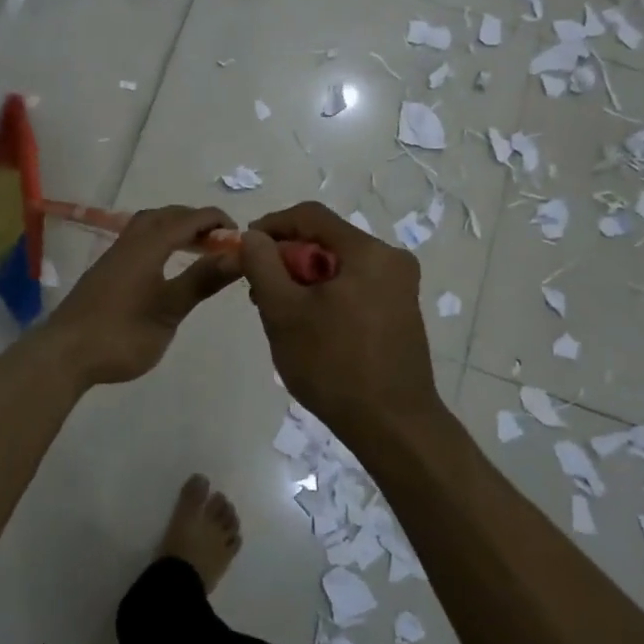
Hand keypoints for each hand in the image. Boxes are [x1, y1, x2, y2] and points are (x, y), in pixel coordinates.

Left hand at [41, 206, 239, 388]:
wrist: (65, 354)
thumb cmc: (121, 333)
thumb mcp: (169, 310)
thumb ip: (202, 280)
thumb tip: (237, 256)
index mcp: (148, 246)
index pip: (189, 219)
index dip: (216, 221)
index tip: (240, 236)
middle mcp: (130, 242)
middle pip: (166, 215)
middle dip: (195, 220)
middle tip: (219, 240)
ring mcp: (114, 256)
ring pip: (148, 226)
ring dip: (175, 228)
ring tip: (196, 248)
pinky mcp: (105, 271)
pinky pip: (139, 240)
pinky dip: (160, 241)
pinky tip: (165, 266)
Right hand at [240, 202, 443, 440]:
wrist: (393, 427)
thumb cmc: (334, 365)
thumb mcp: (284, 312)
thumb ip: (262, 265)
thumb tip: (253, 236)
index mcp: (368, 252)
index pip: (310, 216)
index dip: (271, 225)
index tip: (244, 248)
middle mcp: (391, 260)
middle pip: (325, 241)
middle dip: (286, 259)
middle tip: (257, 290)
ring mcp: (400, 287)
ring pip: (337, 266)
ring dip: (303, 280)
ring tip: (278, 313)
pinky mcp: (399, 311)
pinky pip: (353, 287)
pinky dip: (325, 296)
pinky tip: (308, 327)